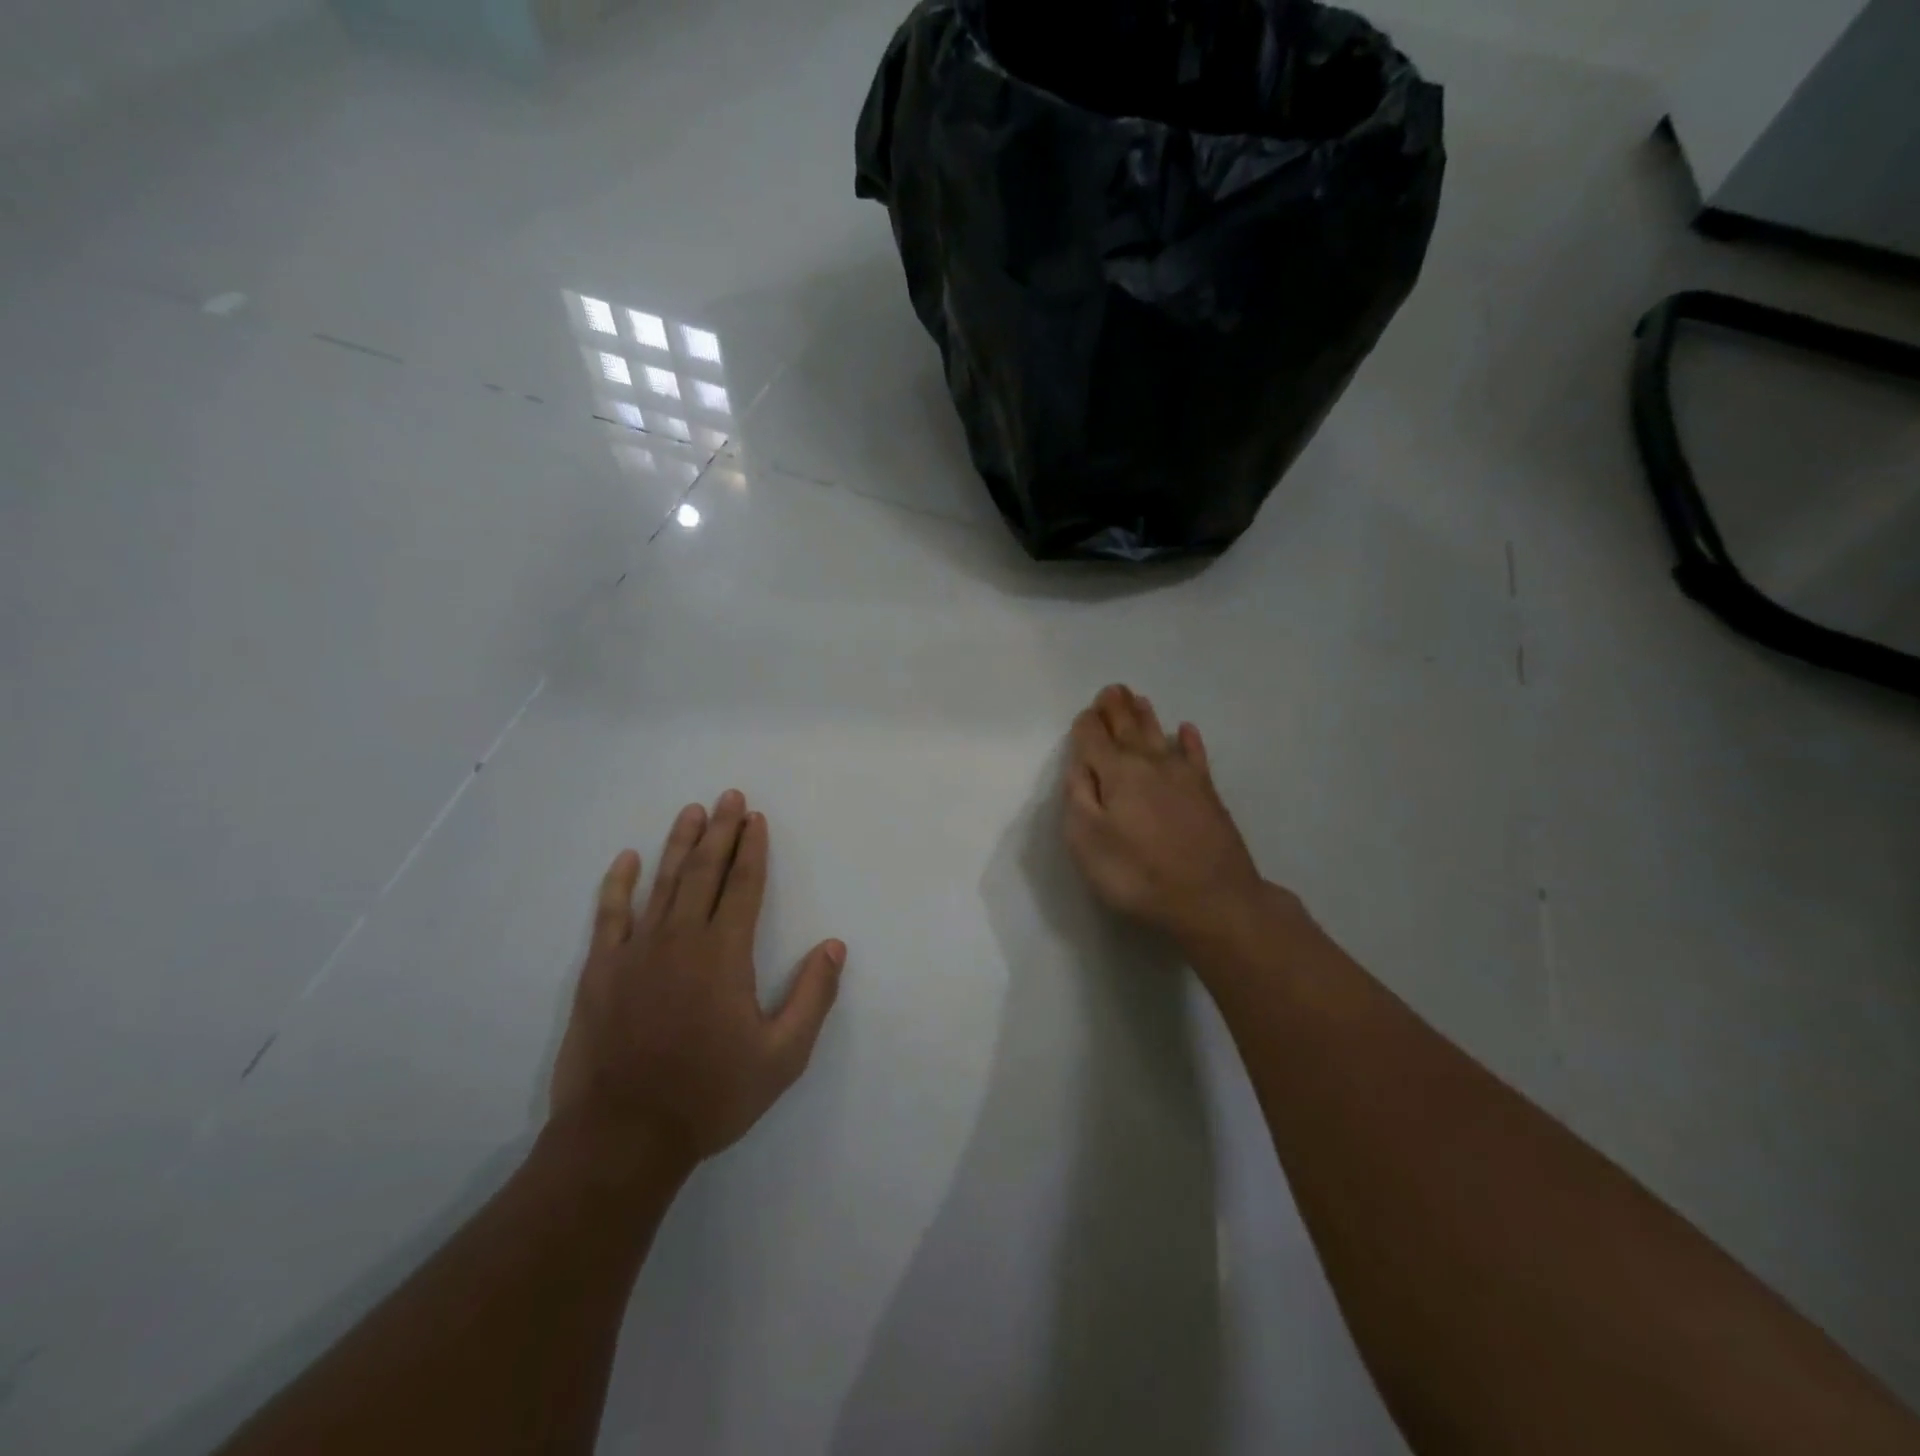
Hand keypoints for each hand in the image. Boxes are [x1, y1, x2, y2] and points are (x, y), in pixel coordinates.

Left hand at [551, 791, 846, 1176]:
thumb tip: (834, 946)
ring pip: (662, 882)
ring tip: (692, 811)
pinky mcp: (600, 971)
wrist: (623, 1137)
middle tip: (729, 796)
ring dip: (679, 844)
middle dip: (721, 831)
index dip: (753, 849)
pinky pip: (610, 914)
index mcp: (724, 954)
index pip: (743, 885)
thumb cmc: (710, 1096)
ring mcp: (635, 951)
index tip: (756, 818)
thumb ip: (812, 997)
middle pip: (705, 871)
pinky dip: (619, 884)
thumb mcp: (782, 1057)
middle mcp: (680, 939)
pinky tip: (627, 859)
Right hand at [1063, 685, 1270, 947]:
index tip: (1084, 715)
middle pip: (1128, 727)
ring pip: (1159, 734)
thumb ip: (1078, 797)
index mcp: (1116, 772)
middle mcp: (1149, 763)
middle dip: (1116, 708)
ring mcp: (1183, 775)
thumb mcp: (1087, 841)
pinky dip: (1189, 740)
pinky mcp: (1207, 792)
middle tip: (1112, 690)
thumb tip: (1080, 764)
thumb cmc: (1138, 874)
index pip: (1093, 738)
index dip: (1086, 725)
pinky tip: (1186, 730)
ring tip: (1137, 700)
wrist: (1213, 899)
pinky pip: (1195, 755)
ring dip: (1145, 716)